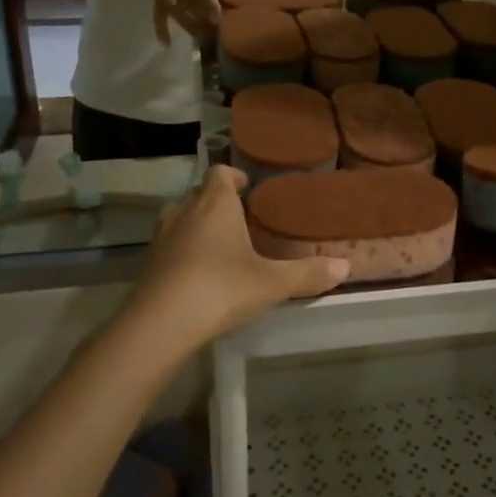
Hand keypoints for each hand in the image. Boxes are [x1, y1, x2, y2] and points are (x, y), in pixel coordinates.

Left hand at [127, 167, 349, 351]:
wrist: (159, 324)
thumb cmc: (220, 289)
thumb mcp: (271, 283)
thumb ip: (307, 274)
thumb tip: (346, 267)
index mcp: (215, 204)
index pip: (219, 172)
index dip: (233, 177)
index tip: (247, 188)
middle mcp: (185, 211)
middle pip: (199, 192)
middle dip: (217, 200)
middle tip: (239, 218)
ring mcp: (162, 236)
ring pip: (179, 216)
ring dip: (196, 222)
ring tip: (218, 243)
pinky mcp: (148, 262)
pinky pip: (168, 243)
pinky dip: (182, 248)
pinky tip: (198, 272)